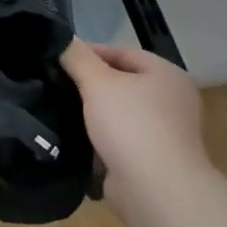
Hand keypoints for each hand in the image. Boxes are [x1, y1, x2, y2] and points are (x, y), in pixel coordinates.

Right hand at [60, 40, 209, 212]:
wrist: (155, 189)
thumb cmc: (130, 124)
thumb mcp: (98, 82)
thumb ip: (78, 58)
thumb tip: (63, 38)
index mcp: (167, 74)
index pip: (122, 52)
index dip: (89, 52)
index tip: (58, 58)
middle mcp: (172, 100)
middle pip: (122, 82)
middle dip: (90, 84)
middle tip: (55, 84)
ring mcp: (165, 132)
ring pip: (120, 113)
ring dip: (93, 114)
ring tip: (59, 111)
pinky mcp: (153, 160)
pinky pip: (120, 141)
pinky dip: (100, 139)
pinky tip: (75, 139)